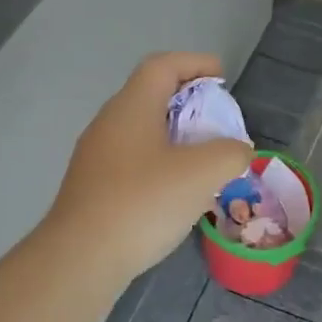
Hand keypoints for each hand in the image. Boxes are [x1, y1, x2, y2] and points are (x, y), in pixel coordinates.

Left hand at [47, 52, 253, 283]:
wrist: (82, 257)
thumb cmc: (143, 203)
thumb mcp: (203, 173)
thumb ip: (231, 153)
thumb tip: (238, 150)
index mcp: (132, 107)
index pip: (163, 65)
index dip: (196, 63)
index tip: (223, 78)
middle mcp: (109, 123)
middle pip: (151, 96)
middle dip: (189, 103)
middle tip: (218, 123)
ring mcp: (97, 156)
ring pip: (142, 131)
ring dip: (176, 137)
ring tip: (204, 160)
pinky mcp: (93, 187)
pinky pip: (134, 161)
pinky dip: (161, 163)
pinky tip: (177, 192)